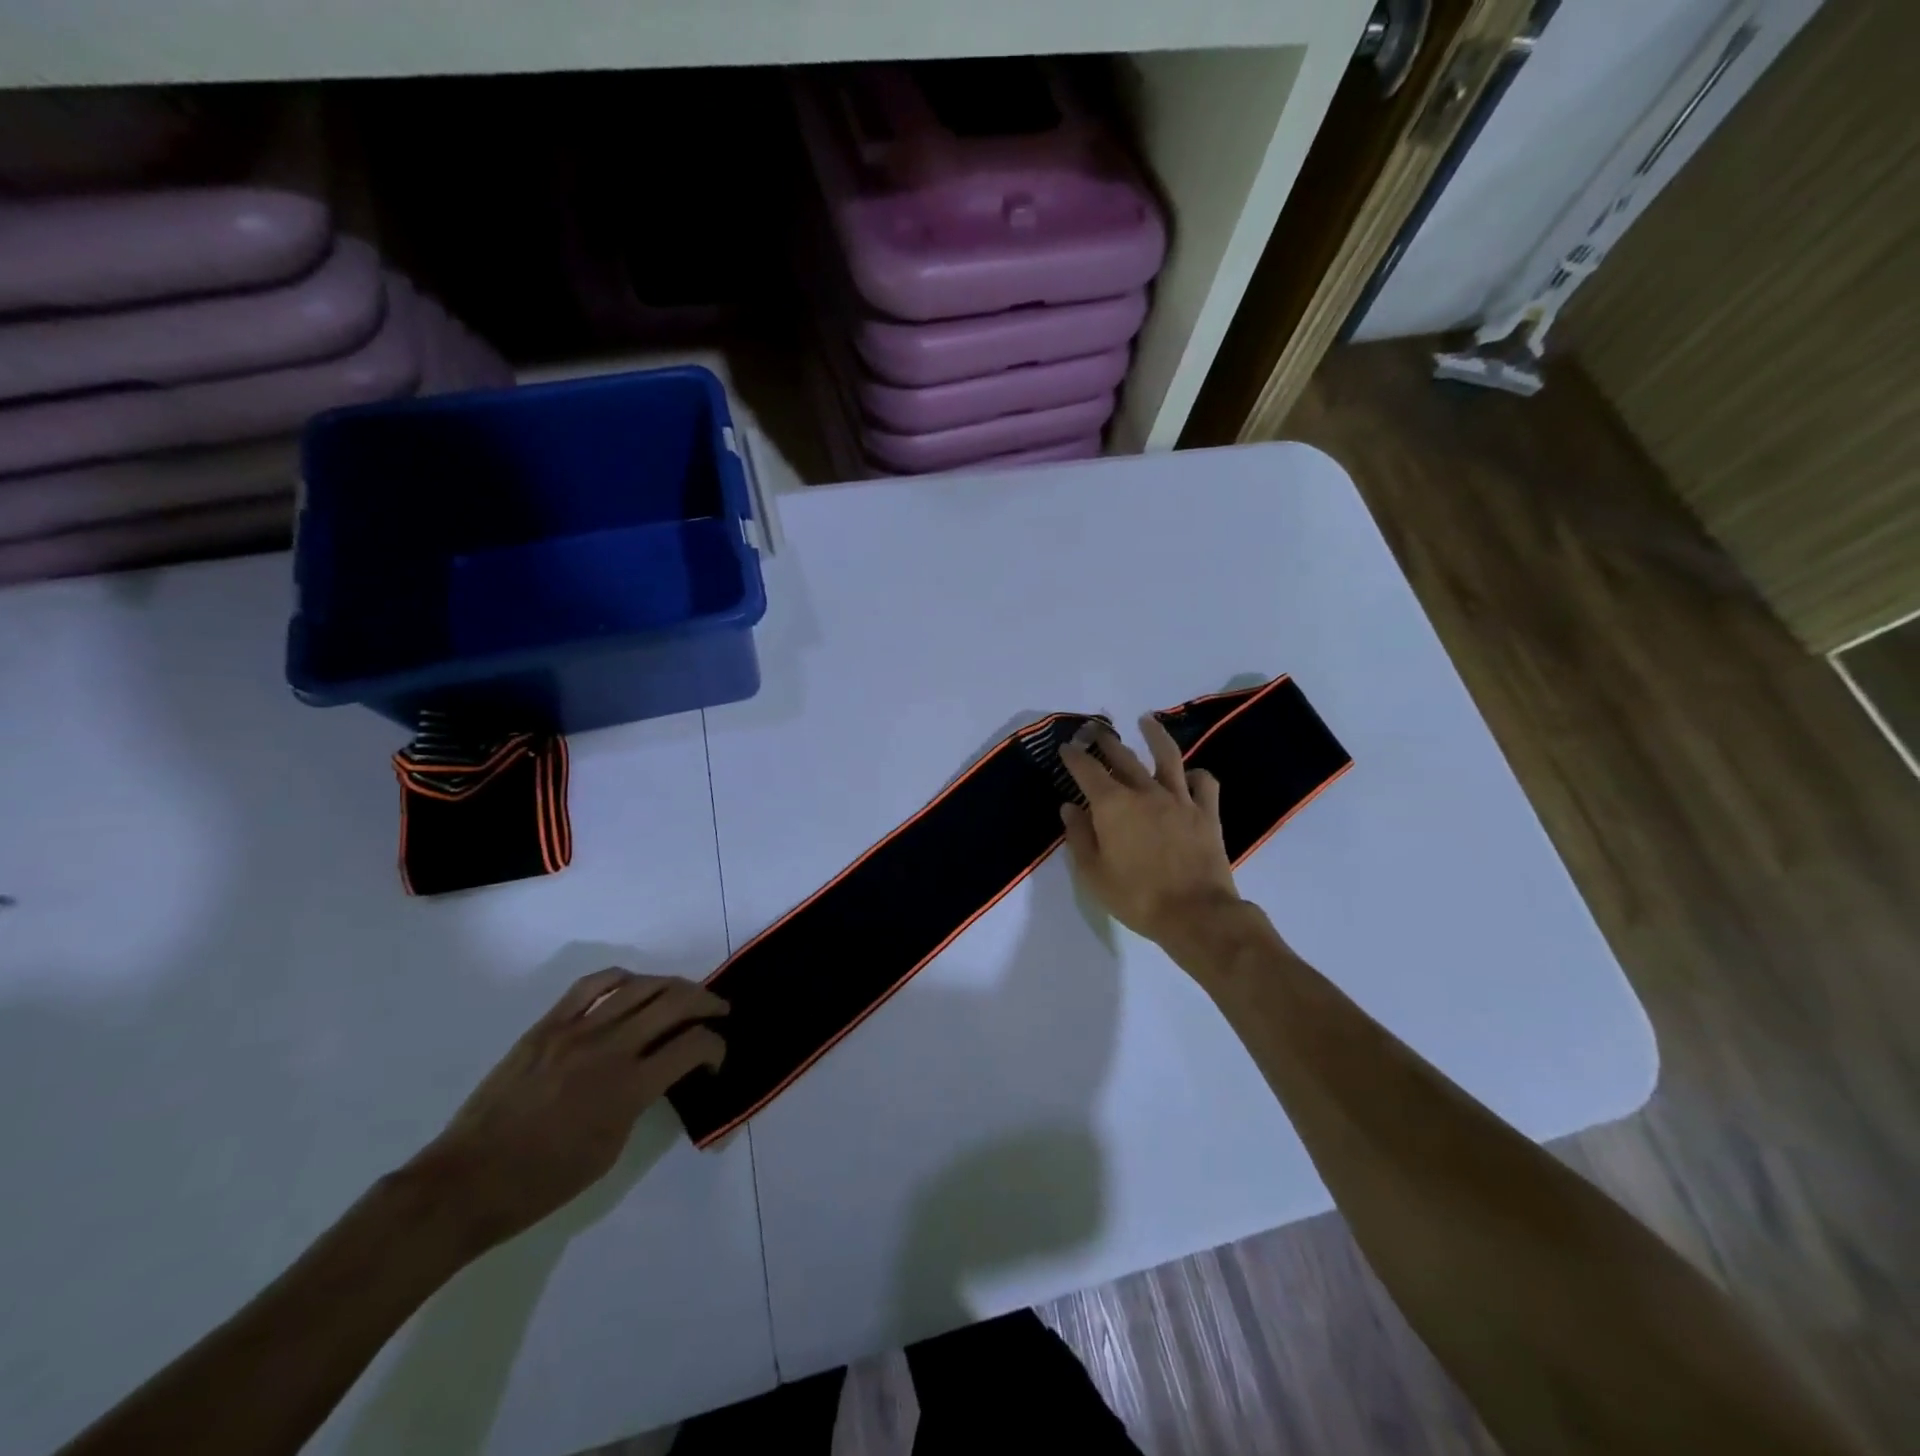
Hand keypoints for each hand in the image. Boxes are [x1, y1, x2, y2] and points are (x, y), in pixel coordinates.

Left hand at [413, 969, 725, 1251]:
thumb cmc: (542, 1183)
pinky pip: (593, 984)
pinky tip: (633, 986)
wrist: (465, 1182)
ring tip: (684, 996)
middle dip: (707, 1003)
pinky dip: (623, 978)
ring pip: (641, 985)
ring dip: (673, 986)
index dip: (716, 1046)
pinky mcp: (548, 1025)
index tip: (716, 1058)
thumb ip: (641, 1101)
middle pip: (675, 1002)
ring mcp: (576, 1030)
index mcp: (629, 1089)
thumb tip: (657, 1072)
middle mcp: (610, 1048)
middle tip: (717, 1012)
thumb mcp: (610, 1150)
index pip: (693, 1046)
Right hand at [1059, 715, 1245, 945]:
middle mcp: (1145, 792)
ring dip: (1154, 735)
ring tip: (1146, 720)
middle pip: (1123, 757)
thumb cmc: (1136, 897)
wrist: (1196, 913)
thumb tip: (1069, 807)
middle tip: (1096, 730)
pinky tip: (1189, 773)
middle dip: (1106, 741)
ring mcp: (1180, 799)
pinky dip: (1195, 774)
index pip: (1087, 770)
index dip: (1074, 756)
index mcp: (1112, 805)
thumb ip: (1078, 836)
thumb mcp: (1092, 873)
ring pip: (1167, 756)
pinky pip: (1204, 782)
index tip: (1066, 747)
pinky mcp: (1207, 812)